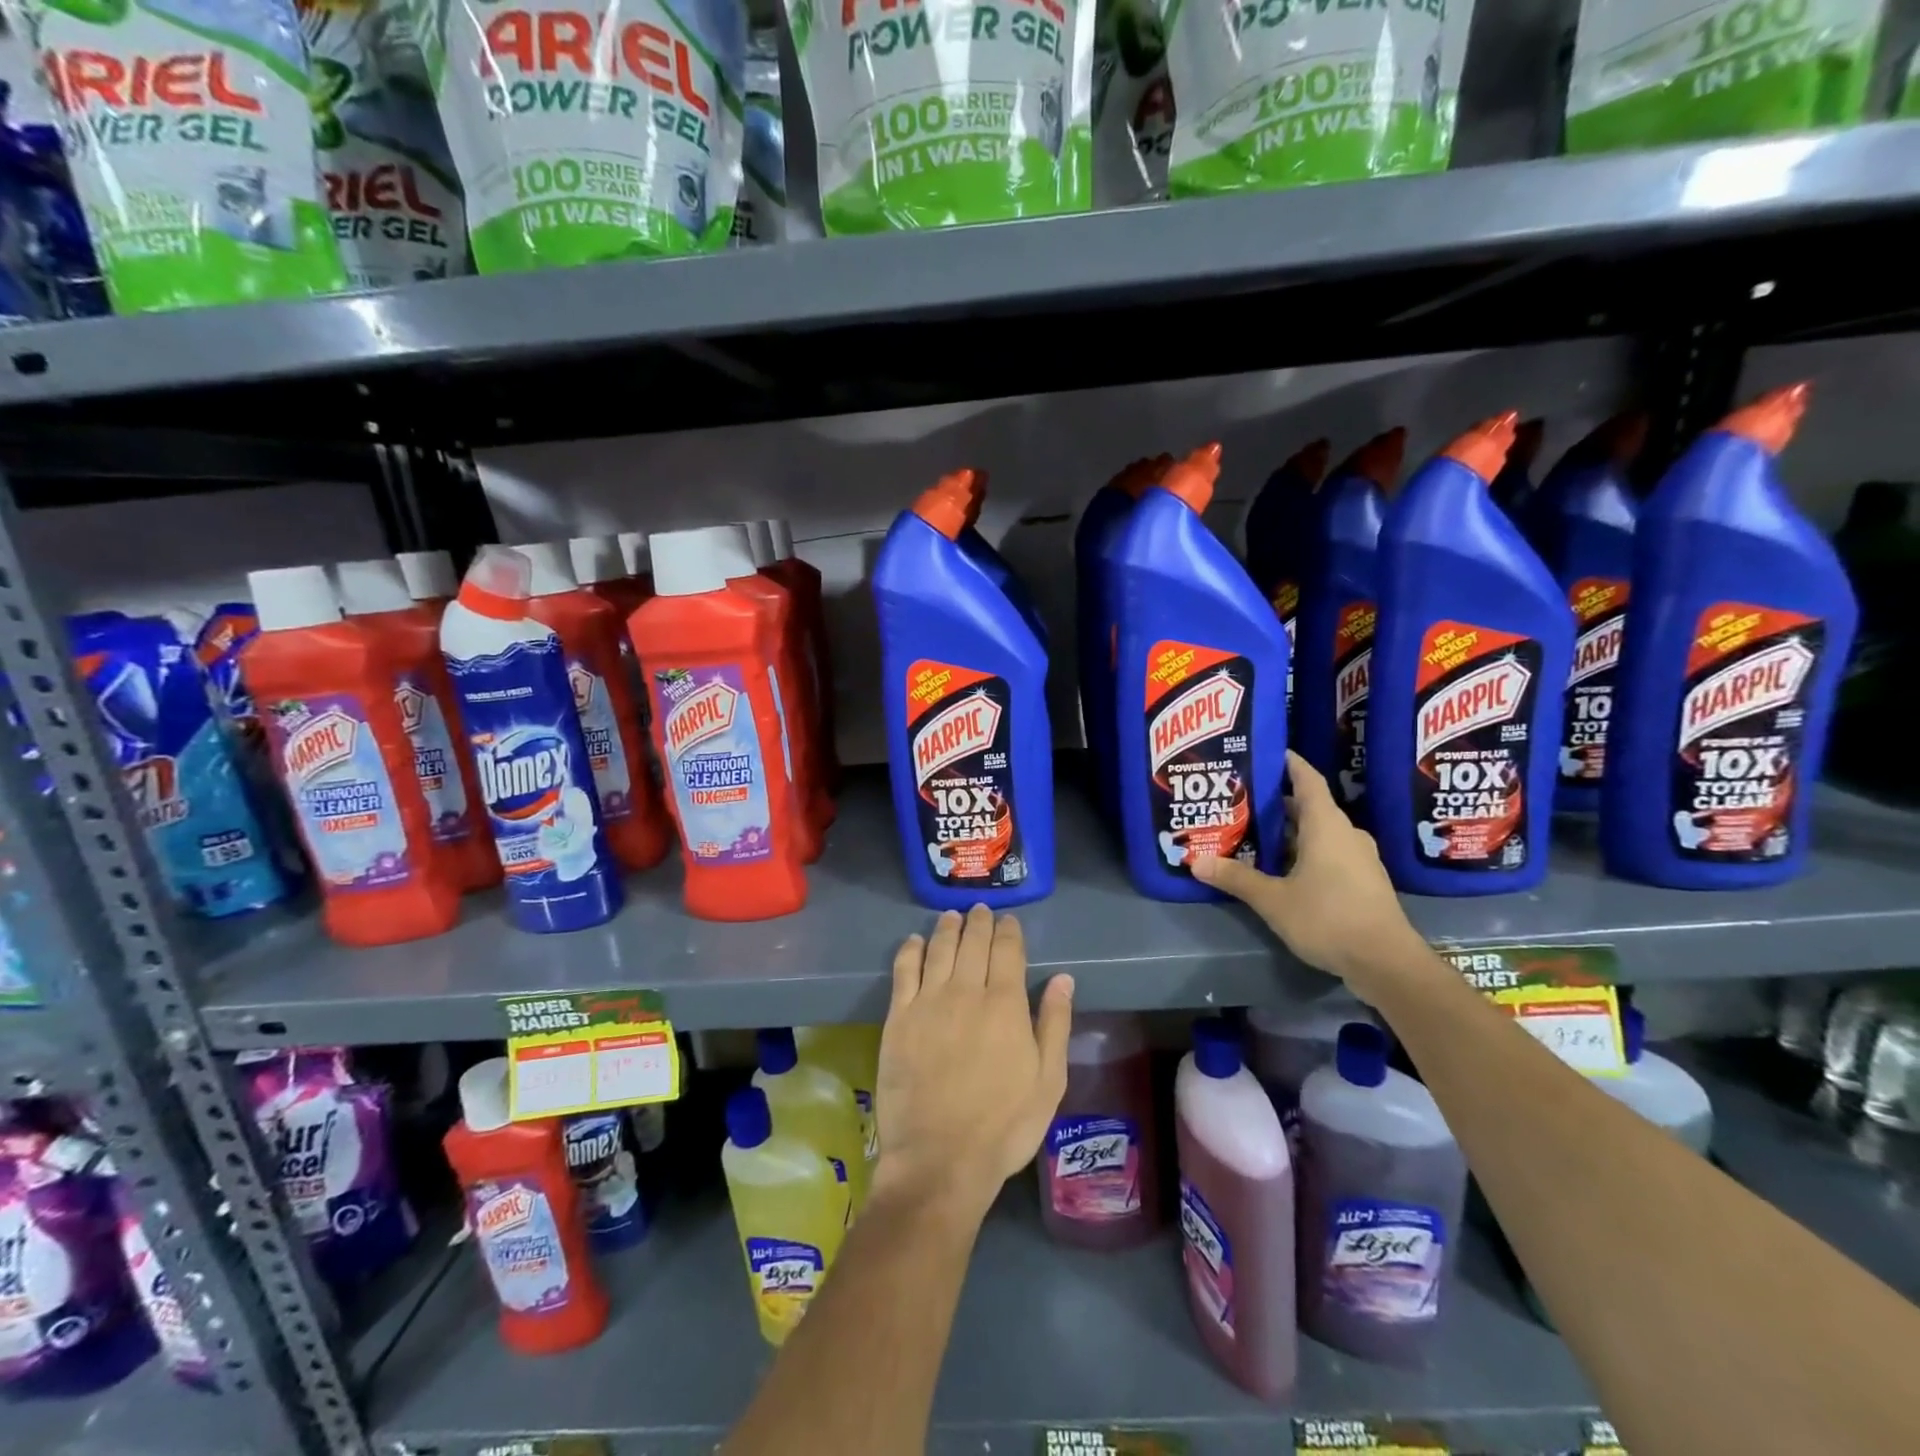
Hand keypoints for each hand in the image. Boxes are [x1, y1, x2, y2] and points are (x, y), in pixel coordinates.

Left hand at [874, 906, 1072, 1224]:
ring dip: (947, 927)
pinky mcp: (899, 1018)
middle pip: (973, 942)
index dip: (1009, 931)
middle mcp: (967, 991)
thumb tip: (1064, 979)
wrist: (940, 1159)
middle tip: (980, 910)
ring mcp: (929, 1002)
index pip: (1008, 951)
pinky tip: (914, 941)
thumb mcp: (1048, 1081)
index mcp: (1006, 1004)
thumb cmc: (1004, 1125)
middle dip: (979, 922)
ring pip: (939, 949)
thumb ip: (1055, 1024)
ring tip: (952, 916)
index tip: (1009, 921)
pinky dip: (911, 949)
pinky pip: (904, 970)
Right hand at [1193, 751, 1430, 999]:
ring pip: (1318, 834)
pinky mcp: (1363, 882)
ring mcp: (1359, 858)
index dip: (1288, 763)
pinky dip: (1303, 853)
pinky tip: (1280, 870)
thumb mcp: (1273, 899)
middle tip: (1240, 802)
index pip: (1307, 779)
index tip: (1265, 753)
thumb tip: (1196, 861)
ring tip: (1253, 836)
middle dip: (1275, 804)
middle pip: (1308, 807)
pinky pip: (1329, 854)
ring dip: (1288, 833)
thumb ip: (1236, 878)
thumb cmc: (1328, 918)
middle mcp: (1345, 834)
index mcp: (1326, 825)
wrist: (1386, 963)